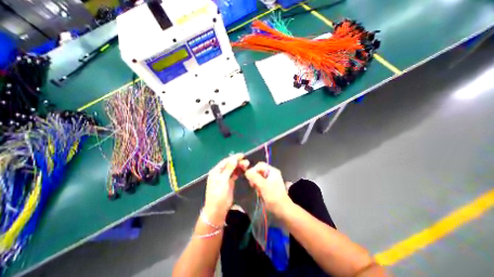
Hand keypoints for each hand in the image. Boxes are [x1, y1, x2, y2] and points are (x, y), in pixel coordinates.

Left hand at [204, 155, 249, 221]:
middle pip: (230, 165)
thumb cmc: (218, 194)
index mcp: (216, 171)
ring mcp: (225, 178)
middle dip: (238, 162)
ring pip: (233, 169)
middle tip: (246, 162)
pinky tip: (243, 170)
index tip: (242, 155)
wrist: (217, 209)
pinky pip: (234, 175)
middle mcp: (220, 173)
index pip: (226, 161)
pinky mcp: (229, 182)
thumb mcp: (223, 180)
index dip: (234, 158)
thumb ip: (229, 169)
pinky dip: (239, 172)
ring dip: (239, 166)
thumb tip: (234, 159)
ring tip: (247, 165)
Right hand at [244, 162, 290, 215]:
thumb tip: (247, 171)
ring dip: (256, 182)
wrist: (282, 209)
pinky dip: (258, 186)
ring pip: (259, 177)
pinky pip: (260, 182)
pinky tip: (259, 192)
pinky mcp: (269, 186)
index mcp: (272, 171)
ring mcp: (271, 179)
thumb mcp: (263, 185)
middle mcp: (272, 173)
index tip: (249, 177)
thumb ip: (254, 177)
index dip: (254, 169)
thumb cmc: (273, 196)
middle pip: (259, 170)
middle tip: (253, 185)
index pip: (260, 165)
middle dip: (254, 177)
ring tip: (256, 189)